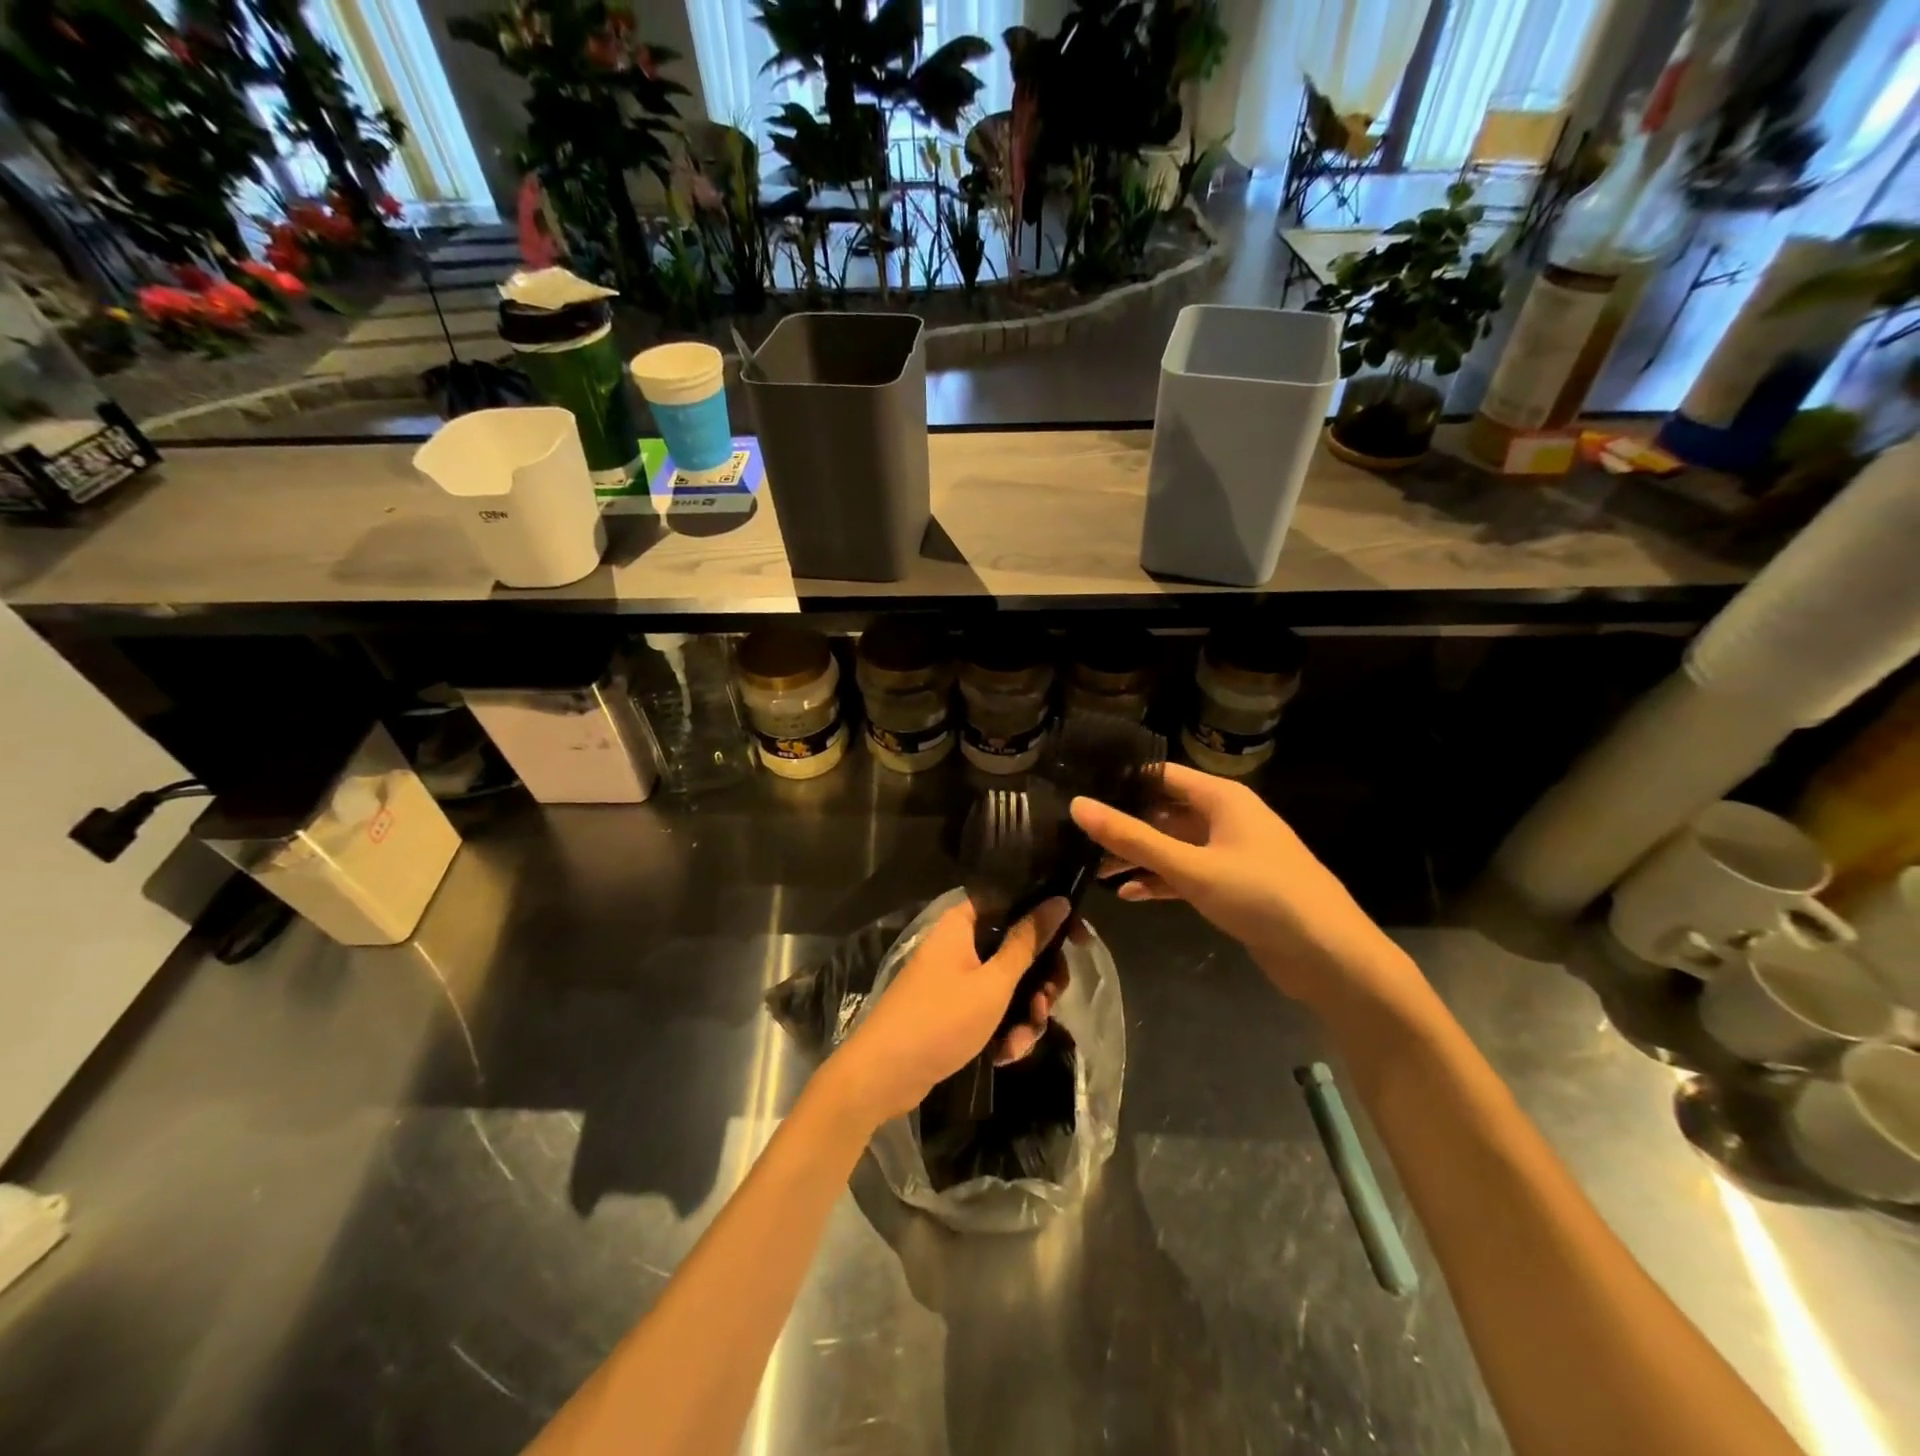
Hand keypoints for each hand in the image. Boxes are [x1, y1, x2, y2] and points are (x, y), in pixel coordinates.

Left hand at [830, 898, 1070, 1122]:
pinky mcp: (954, 1008)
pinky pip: (991, 1009)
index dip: (1049, 918)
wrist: (883, 1075)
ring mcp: (956, 977)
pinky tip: (1004, 1054)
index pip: (1015, 901)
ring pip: (1009, 984)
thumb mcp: (993, 983)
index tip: (1078, 942)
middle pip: (1017, 948)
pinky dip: (1003, 1029)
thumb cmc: (940, 1020)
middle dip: (1039, 982)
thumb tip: (1059, 900)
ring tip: (1020, 1042)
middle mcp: (960, 942)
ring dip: (1023, 1014)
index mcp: (963, 922)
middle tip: (1047, 1005)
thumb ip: (1028, 942)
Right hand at [1070, 764, 1419, 1017]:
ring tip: (1093, 870)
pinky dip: (1160, 881)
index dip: (1122, 783)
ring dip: (1139, 857)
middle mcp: (1226, 817)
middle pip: (1164, 812)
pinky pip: (1187, 874)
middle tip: (1078, 838)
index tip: (1080, 794)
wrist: (1330, 957)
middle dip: (1125, 826)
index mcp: (1222, 798)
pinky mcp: (1233, 885)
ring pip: (1173, 846)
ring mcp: (1231, 852)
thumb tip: (1077, 805)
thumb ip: (1132, 838)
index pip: (1161, 776)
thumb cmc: (1261, 896)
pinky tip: (1129, 895)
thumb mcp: (1190, 866)